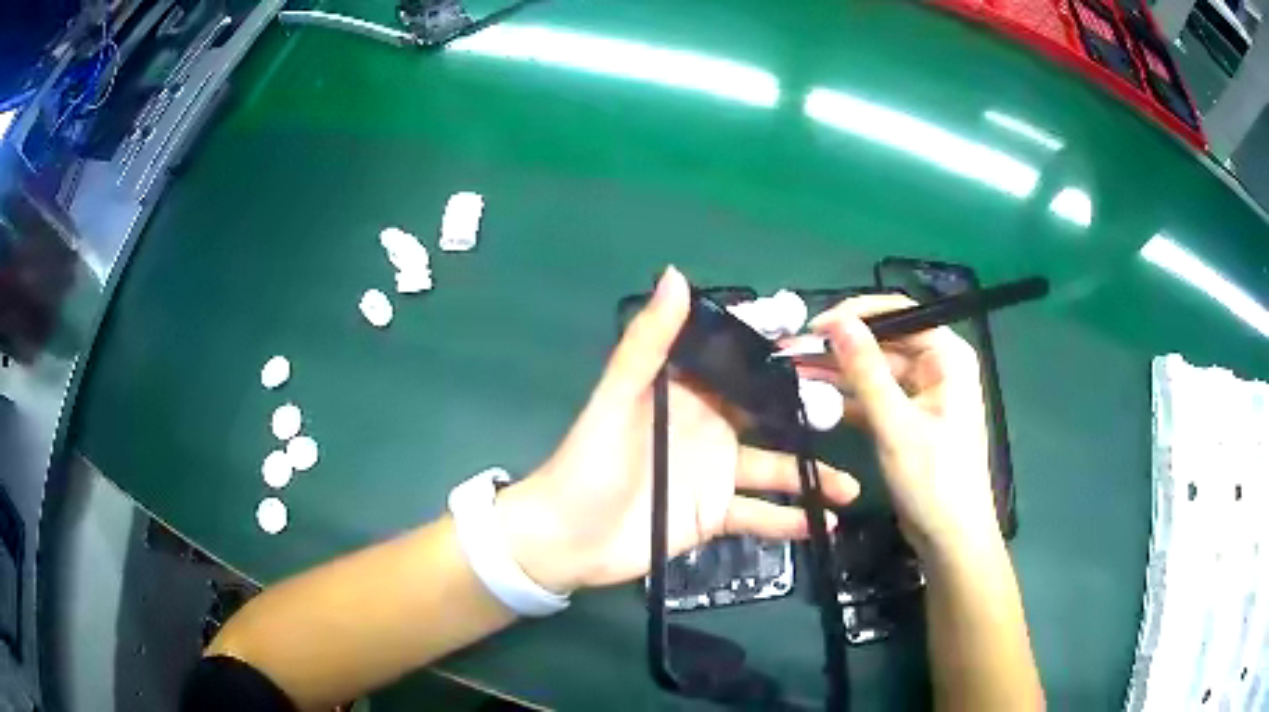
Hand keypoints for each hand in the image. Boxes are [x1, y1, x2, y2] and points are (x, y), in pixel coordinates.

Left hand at [497, 267, 859, 593]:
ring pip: (775, 469)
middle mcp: (710, 428)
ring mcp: (716, 475)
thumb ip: (648, 344)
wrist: (568, 540)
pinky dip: (791, 520)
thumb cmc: (589, 465)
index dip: (777, 350)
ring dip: (813, 477)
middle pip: (770, 415)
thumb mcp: (616, 401)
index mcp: (688, 393)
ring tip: (851, 488)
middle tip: (856, 415)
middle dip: (811, 413)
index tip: (824, 339)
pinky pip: (761, 515)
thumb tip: (676, 275)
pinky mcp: (715, 515)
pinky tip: (824, 525)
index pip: (740, 363)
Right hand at [797, 295, 999, 559]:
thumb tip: (836, 320)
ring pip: (875, 369)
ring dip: (839, 372)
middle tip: (794, 353)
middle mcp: (938, 366)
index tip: (814, 327)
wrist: (950, 537)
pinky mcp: (909, 418)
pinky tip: (815, 398)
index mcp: (948, 356)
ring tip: (795, 372)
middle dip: (841, 347)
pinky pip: (875, 396)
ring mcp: (923, 393)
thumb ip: (865, 370)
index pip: (899, 314)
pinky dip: (849, 398)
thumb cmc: (934, 479)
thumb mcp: (896, 424)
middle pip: (884, 342)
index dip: (855, 315)